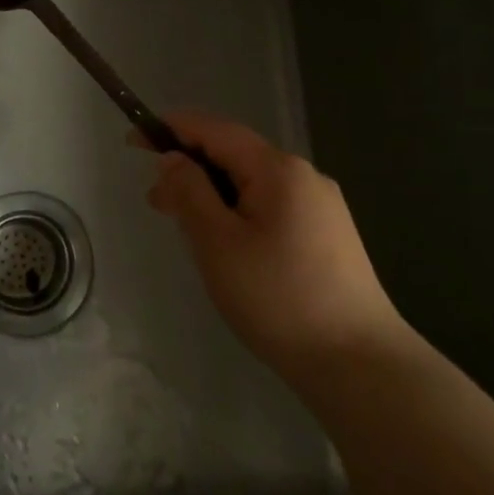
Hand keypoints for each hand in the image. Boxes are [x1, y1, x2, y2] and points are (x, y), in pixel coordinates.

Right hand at [141, 112, 404, 373]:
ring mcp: (322, 207)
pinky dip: (238, 212)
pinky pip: (271, 207)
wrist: (360, 364)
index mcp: (278, 169)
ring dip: (212, 194)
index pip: (215, 130)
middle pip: (235, 156)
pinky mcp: (329, 236)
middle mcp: (304, 176)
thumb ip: (190, 192)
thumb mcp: (218, 243)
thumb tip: (173, 158)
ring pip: (252, 184)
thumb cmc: (278, 297)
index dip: (172, 129)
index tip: (134, 140)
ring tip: (183, 226)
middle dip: (190, 168)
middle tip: (155, 202)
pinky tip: (226, 244)